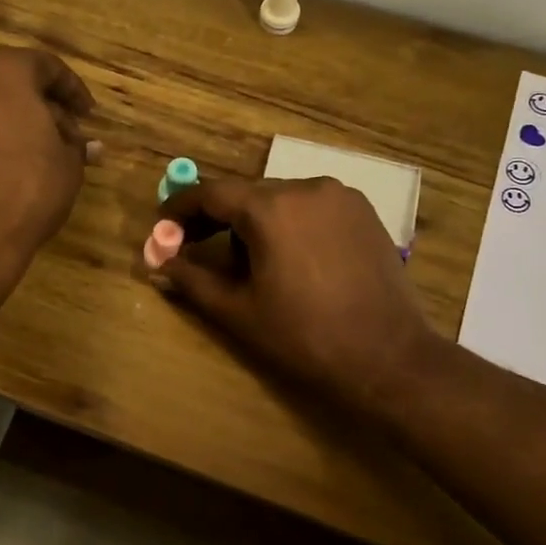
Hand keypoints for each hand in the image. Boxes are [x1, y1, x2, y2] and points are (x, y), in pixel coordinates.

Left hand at [0, 47, 98, 262]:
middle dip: (33, 106)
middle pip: (4, 82)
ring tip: (16, 155)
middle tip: (56, 138)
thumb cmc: (27, 189)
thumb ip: (76, 146)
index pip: (45, 66)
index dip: (71, 89)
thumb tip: (87, 146)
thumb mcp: (68, 166)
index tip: (86, 115)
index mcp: (4, 70)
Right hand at [154, 177, 435, 415]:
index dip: (181, 208)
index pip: (211, 193)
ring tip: (251, 265)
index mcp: (271, 208)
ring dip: (255, 222)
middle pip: (246, 194)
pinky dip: (290, 223)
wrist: (388, 357)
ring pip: (280, 199)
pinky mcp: (364, 212)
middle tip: (195, 248)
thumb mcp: (238, 311)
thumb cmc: (304, 336)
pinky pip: (311, 206)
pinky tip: (292, 259)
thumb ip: (192, 280)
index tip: (162, 227)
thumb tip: (157, 265)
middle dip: (217, 219)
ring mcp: (340, 196)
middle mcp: (306, 187)